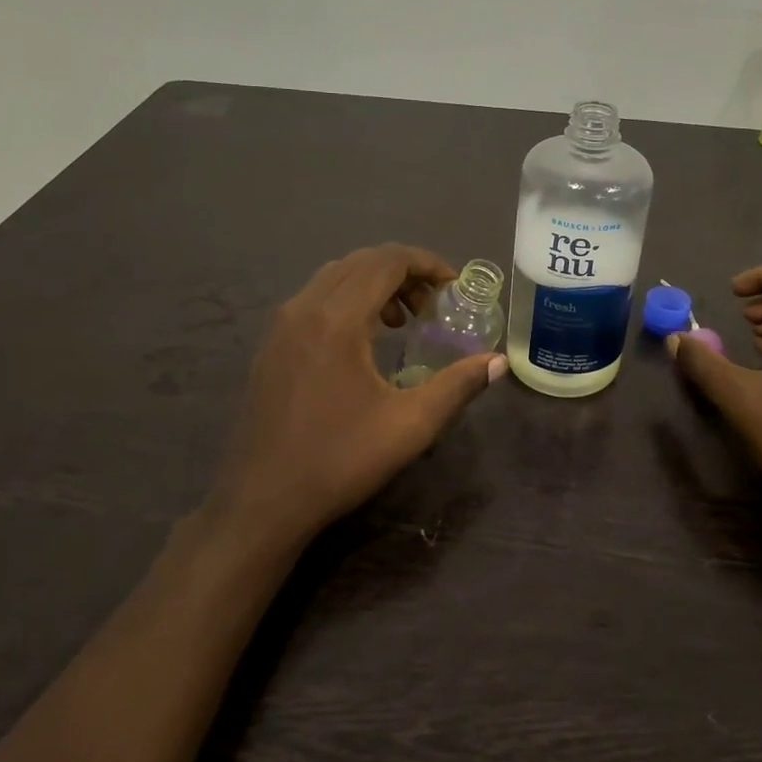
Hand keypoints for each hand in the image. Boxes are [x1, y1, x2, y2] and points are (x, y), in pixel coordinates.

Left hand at [215, 245, 506, 549]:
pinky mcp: (271, 345)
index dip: (426, 263)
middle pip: (360, 261)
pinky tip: (363, 340)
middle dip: (403, 271)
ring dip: (374, 284)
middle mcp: (304, 308)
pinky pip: (315, 298)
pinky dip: (347, 300)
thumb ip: (458, 385)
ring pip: (335, 277)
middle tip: (432, 305)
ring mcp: (281, 326)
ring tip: (402, 321)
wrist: (264, 500)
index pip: (386, 261)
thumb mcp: (410, 425)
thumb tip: (497, 362)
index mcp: (337, 319)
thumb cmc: (340, 460)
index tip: (453, 286)